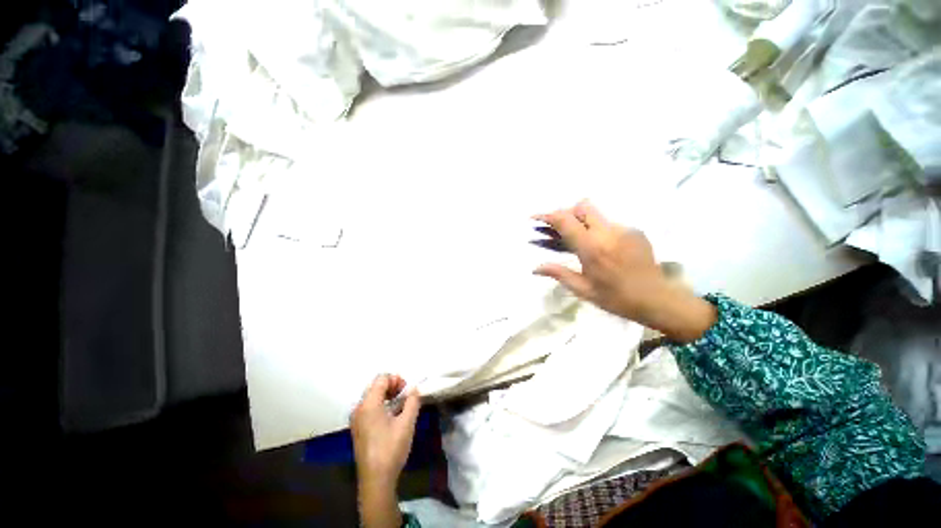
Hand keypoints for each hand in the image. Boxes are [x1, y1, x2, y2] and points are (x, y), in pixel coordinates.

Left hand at [351, 374, 419, 527]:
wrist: (375, 480)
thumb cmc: (391, 449)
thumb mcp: (407, 423)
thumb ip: (412, 401)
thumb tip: (415, 389)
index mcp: (369, 404)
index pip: (381, 378)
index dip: (396, 379)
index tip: (407, 390)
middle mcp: (359, 408)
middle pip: (375, 385)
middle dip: (392, 386)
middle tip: (405, 395)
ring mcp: (356, 419)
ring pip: (372, 396)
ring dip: (387, 395)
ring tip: (401, 404)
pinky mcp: (358, 428)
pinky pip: (369, 407)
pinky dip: (381, 404)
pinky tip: (391, 415)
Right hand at [534, 200, 715, 342]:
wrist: (657, 300)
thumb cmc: (616, 298)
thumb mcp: (583, 290)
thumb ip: (559, 274)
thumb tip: (535, 268)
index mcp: (592, 248)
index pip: (566, 221)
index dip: (547, 216)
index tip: (535, 218)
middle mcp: (608, 232)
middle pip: (583, 207)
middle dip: (567, 213)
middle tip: (559, 230)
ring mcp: (624, 229)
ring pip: (596, 215)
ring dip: (582, 223)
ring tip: (580, 242)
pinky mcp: (635, 231)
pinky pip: (609, 224)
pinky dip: (598, 230)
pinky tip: (601, 248)